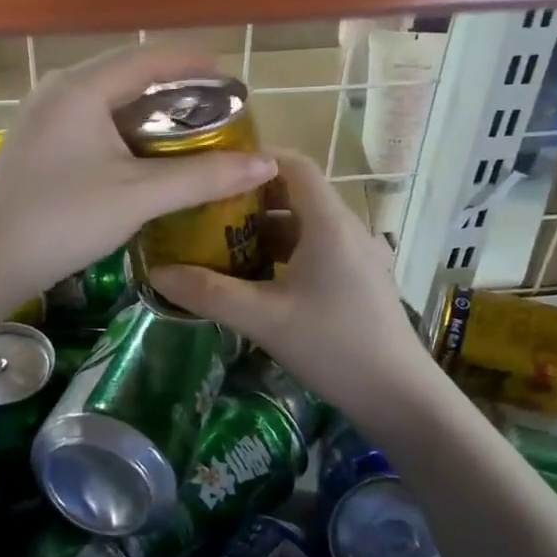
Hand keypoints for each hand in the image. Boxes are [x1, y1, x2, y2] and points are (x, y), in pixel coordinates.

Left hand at [0, 44, 278, 302]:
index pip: (151, 58)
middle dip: (176, 92)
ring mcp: (43, 116)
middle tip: (217, 115)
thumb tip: (266, 164)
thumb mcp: (140, 196)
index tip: (234, 83)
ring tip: (189, 134)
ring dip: (150, 114)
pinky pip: (91, 122)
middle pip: (129, 76)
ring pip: (109, 101)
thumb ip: (203, 176)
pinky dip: (125, 132)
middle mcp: (59, 90)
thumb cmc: (65, 219)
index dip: (197, 66)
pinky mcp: (38, 142)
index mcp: (82, 88)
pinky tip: (145, 156)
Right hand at [146, 151, 445, 427]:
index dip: (254, 159)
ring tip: (220, 247)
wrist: (400, 397)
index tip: (212, 170)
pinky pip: (315, 252)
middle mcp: (347, 229)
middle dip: (248, 201)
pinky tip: (256, 281)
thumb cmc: (334, 346)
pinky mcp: (359, 281)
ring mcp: (357, 256)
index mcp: (329, 223)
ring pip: (304, 227)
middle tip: (204, 213)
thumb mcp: (263, 319)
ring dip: (263, 232)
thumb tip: (156, 272)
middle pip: (295, 195)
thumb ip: (208, 293)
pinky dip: (283, 255)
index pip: (293, 164)